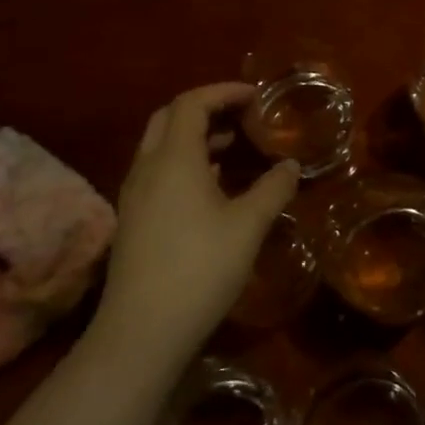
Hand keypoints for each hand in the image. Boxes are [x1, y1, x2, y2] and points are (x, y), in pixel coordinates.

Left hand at [89, 83, 298, 360]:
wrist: (141, 333)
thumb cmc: (200, 268)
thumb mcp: (249, 225)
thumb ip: (273, 188)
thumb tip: (291, 165)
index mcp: (174, 159)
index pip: (192, 103)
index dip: (224, 92)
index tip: (256, 96)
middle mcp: (147, 168)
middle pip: (169, 117)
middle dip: (206, 108)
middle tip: (242, 115)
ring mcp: (134, 195)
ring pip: (161, 146)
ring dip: (196, 136)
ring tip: (235, 147)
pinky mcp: (133, 220)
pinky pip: (158, 171)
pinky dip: (186, 162)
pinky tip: (213, 185)